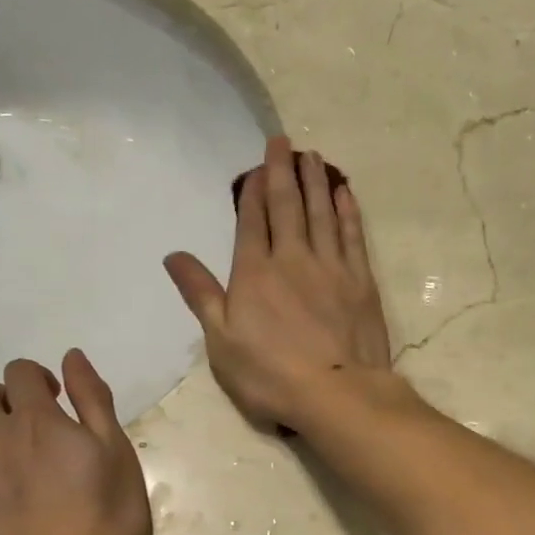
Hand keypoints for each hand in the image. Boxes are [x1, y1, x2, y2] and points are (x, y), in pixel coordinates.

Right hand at [165, 137, 392, 428]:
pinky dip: (347, 211)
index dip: (252, 192)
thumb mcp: (221, 341)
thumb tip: (173, 255)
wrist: (337, 392)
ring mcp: (331, 267)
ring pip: (321, 213)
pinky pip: (352, 235)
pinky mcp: (361, 281)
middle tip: (283, 142)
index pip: (252, 222)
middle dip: (282, 172)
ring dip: (315, 182)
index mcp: (255, 274)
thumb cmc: (270, 374)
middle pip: (287, 206)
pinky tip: (344, 194)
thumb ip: (201, 294)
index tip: (255, 168)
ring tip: (312, 156)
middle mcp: (293, 259)